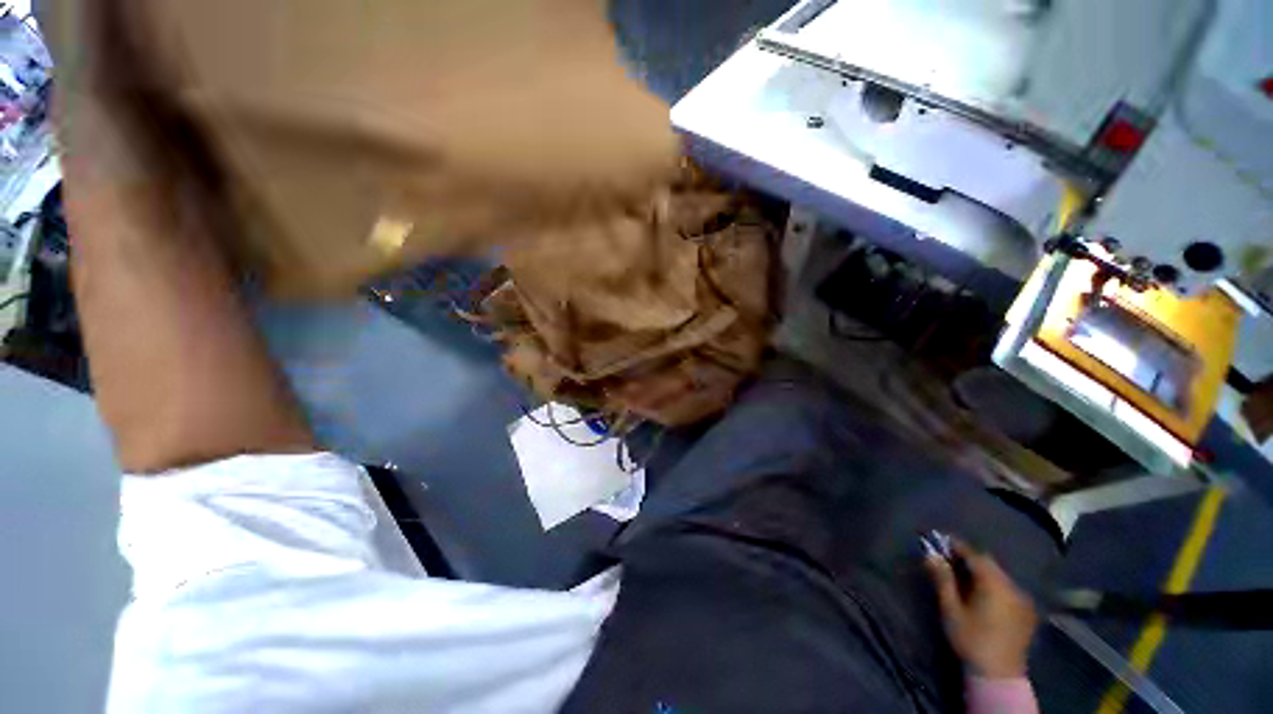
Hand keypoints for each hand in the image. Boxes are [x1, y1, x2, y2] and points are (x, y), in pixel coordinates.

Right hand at [925, 540, 1037, 678]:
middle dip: (969, 558)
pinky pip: (1008, 588)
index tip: (940, 540)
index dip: (957, 546)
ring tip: (964, 575)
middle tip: (949, 558)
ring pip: (1000, 575)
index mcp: (993, 583)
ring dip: (982, 571)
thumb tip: (930, 554)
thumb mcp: (951, 608)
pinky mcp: (1026, 611)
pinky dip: (993, 584)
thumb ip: (942, 579)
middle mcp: (1012, 586)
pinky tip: (983, 592)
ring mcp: (1022, 599)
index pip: (974, 555)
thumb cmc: (971, 638)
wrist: (998, 674)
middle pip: (989, 563)